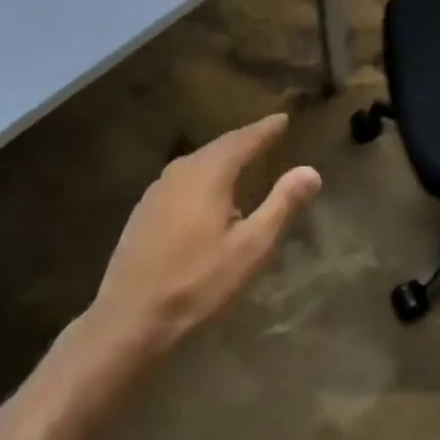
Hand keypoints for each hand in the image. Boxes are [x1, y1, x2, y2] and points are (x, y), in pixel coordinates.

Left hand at [83, 112, 320, 357]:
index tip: (283, 119)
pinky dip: (204, 176)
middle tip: (267, 135)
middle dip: (245, 140)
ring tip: (243, 159)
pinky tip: (208, 192)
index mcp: (209, 173)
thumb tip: (311, 171)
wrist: (128, 321)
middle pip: (220, 147)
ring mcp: (157, 190)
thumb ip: (282, 204)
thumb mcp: (251, 247)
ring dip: (223, 158)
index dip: (266, 129)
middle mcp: (181, 171)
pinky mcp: (144, 211)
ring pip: (198, 162)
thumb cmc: (197, 283)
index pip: (244, 139)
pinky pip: (183, 180)